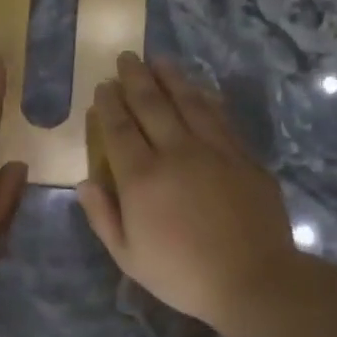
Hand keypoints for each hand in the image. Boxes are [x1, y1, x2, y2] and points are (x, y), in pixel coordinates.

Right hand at [78, 53, 298, 329]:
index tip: (103, 86)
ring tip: (159, 60)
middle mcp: (176, 152)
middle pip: (152, 104)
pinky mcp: (243, 156)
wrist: (252, 279)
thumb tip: (85, 182)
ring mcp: (214, 150)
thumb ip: (103, 217)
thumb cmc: (182, 275)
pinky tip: (200, 89)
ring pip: (188, 102)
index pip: (119, 129)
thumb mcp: (128, 256)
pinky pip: (220, 117)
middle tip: (127, 57)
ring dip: (171, 78)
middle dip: (135, 78)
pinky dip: (206, 98)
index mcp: (142, 177)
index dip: (109, 104)